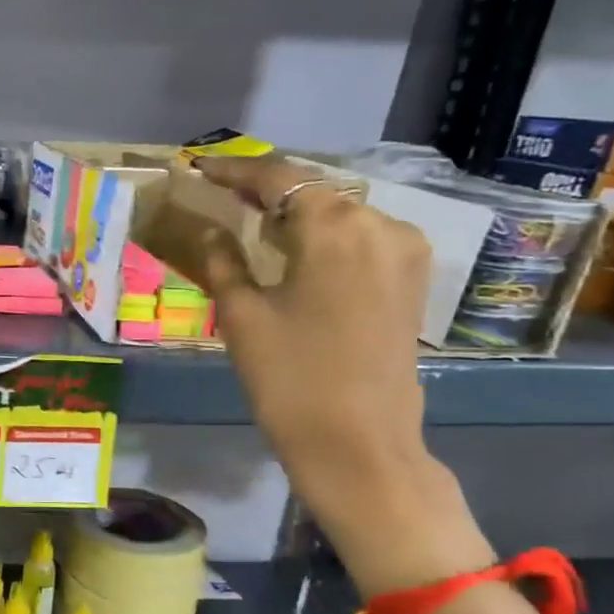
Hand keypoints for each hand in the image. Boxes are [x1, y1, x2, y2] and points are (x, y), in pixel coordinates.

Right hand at [195, 156, 491, 591]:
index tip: (201, 168)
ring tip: (255, 220)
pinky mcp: (412, 278)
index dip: (235, 171)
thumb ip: (223, 260)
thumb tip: (209, 228)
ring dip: (297, 212)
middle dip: (267, 190)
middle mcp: (380, 224)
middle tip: (224, 194)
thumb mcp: (242, 315)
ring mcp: (404, 251)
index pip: (278, 179)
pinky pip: (361, 237)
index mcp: (334, 226)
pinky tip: (297, 249)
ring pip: (340, 212)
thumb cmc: (290, 378)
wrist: (358, 444)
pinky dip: (325, 235)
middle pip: (313, 190)